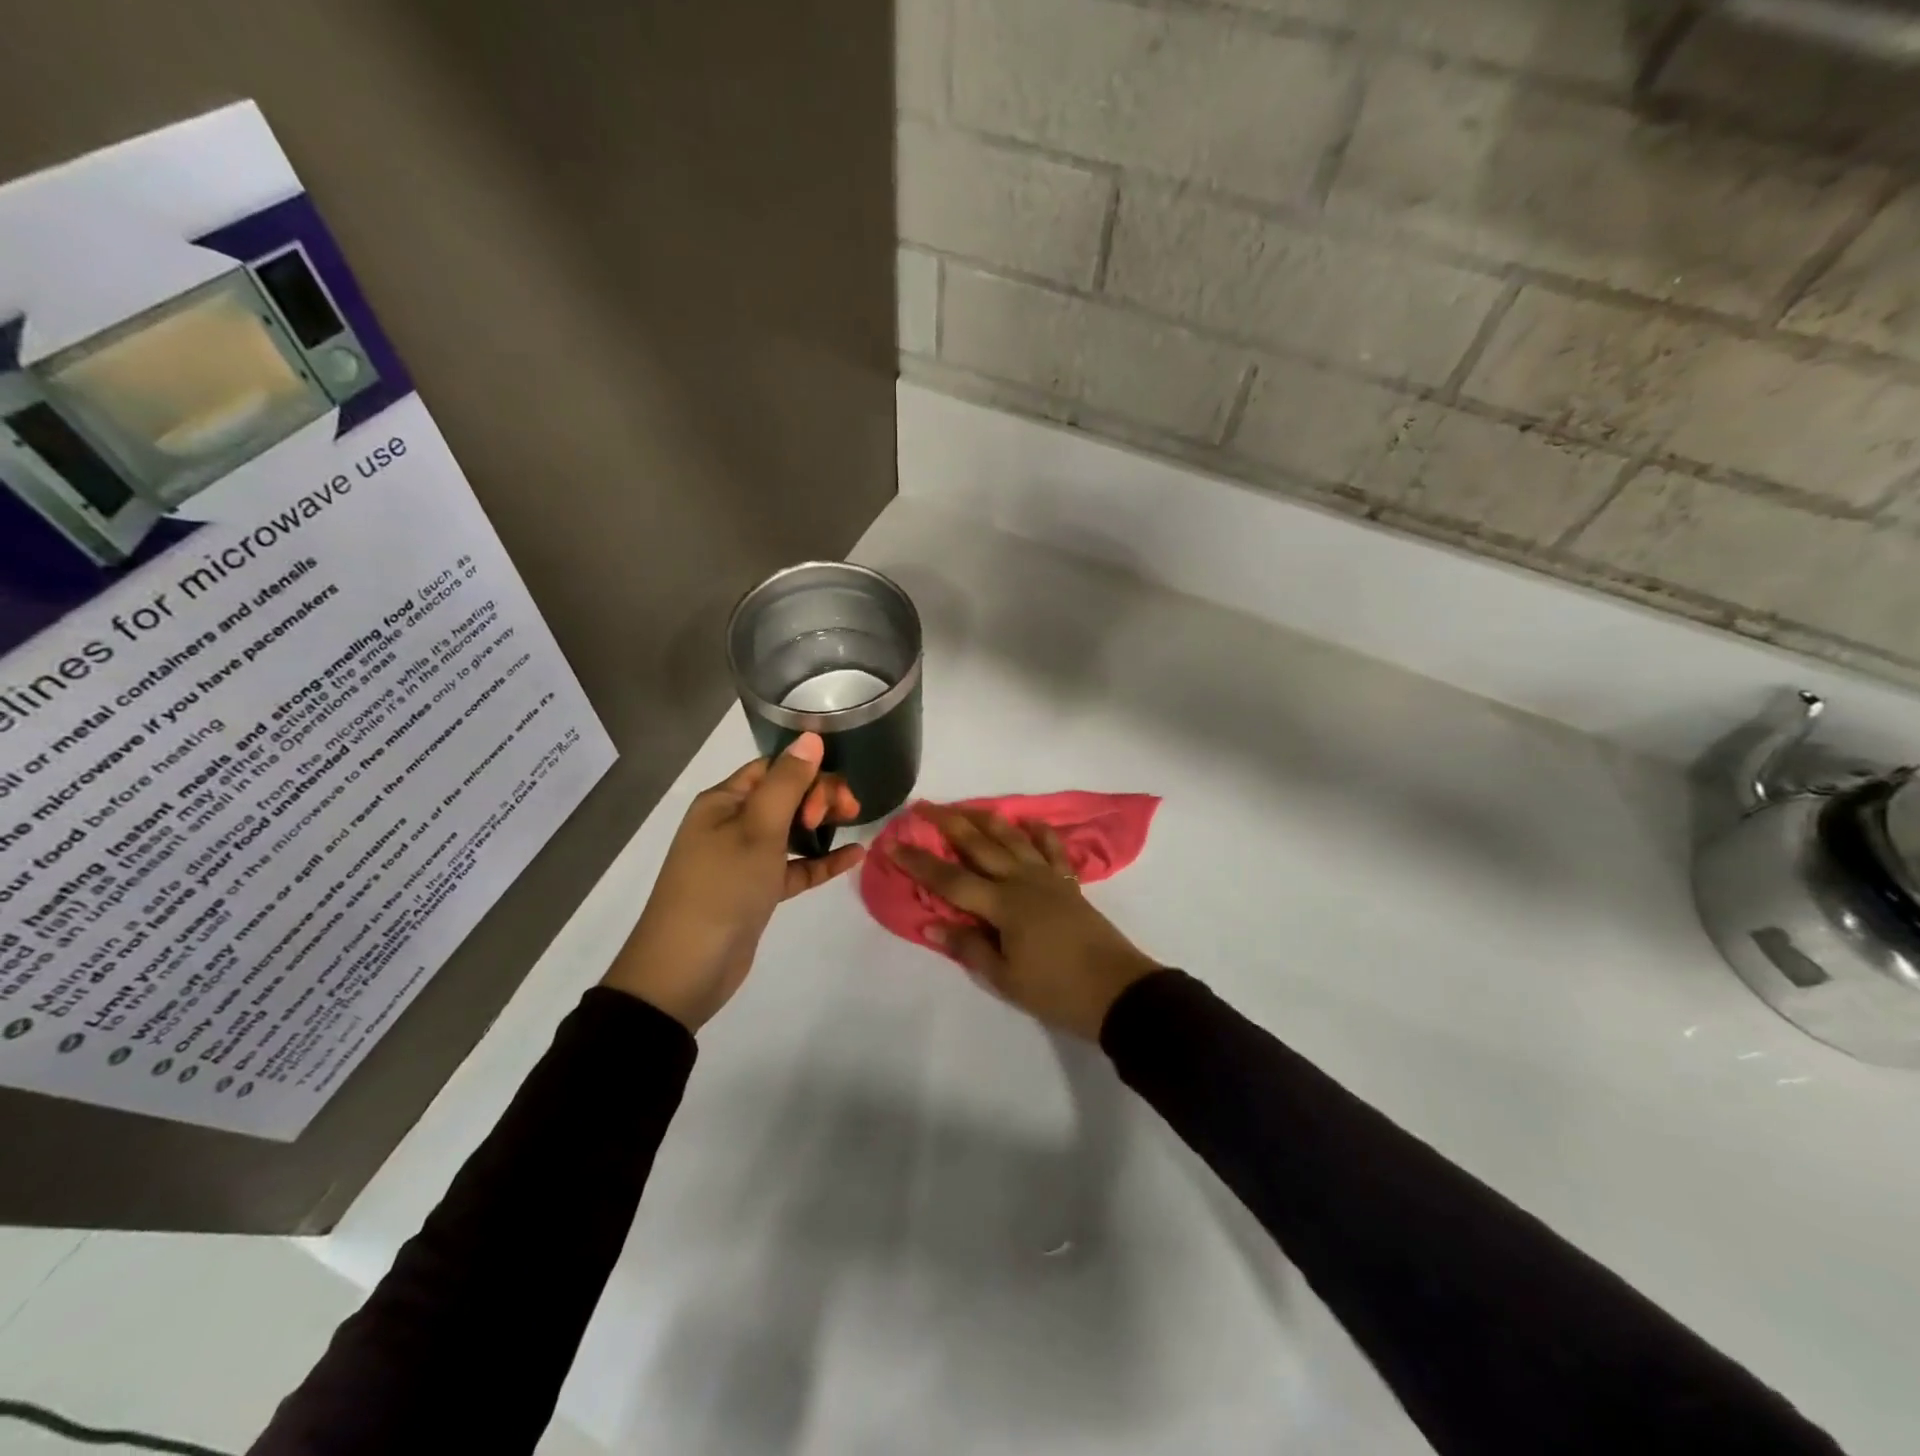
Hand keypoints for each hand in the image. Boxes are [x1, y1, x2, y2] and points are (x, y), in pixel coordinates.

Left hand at [603, 733, 863, 1030]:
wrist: (686, 970)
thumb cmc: (722, 888)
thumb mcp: (758, 829)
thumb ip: (788, 782)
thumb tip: (811, 736)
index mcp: (724, 801)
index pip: (773, 769)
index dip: (808, 773)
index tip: (835, 793)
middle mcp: (732, 824)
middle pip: (785, 796)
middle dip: (819, 797)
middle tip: (848, 812)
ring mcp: (744, 860)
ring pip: (791, 831)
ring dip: (822, 825)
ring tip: (855, 824)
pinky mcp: (756, 891)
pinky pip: (794, 867)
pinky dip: (820, 860)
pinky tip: (854, 857)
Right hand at [892, 806, 1160, 1040]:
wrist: (1117, 990)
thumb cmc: (1056, 990)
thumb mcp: (1005, 978)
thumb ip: (968, 946)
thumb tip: (930, 924)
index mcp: (1002, 904)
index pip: (950, 880)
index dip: (919, 863)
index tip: (894, 845)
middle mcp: (1022, 880)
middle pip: (979, 845)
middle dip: (948, 824)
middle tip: (923, 807)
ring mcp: (1048, 878)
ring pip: (1012, 838)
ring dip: (986, 819)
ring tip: (965, 806)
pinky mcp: (1069, 883)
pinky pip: (1053, 849)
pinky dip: (1040, 833)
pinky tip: (1030, 822)